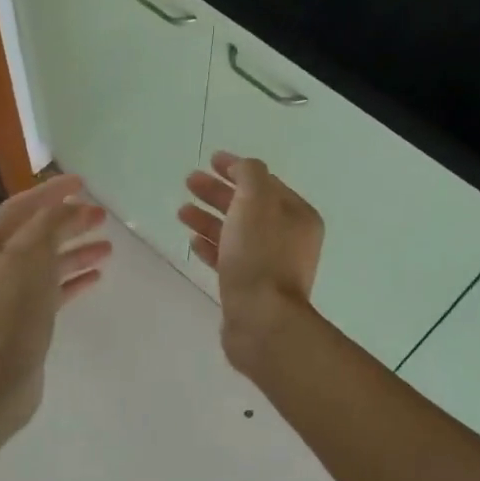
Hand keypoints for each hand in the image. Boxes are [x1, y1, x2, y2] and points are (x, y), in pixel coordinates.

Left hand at [0, 173, 110, 433]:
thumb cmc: (13, 308)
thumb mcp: (33, 253)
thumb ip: (52, 222)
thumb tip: (70, 207)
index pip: (21, 206)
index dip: (51, 192)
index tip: (82, 182)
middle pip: (35, 234)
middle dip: (68, 222)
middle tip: (101, 216)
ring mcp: (8, 295)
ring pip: (46, 263)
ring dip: (76, 250)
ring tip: (108, 246)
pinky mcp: (24, 320)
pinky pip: (52, 290)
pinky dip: (73, 280)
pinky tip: (97, 275)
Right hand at [179, 151, 322, 372]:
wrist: (261, 320)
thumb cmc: (260, 255)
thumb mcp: (256, 201)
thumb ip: (250, 175)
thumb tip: (243, 168)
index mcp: (297, 216)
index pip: (265, 182)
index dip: (238, 169)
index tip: (210, 160)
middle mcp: (289, 239)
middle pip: (249, 206)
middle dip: (218, 192)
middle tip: (189, 182)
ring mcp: (270, 265)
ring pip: (236, 232)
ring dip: (209, 218)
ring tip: (181, 211)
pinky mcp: (251, 288)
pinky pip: (230, 258)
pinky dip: (212, 246)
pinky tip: (192, 241)